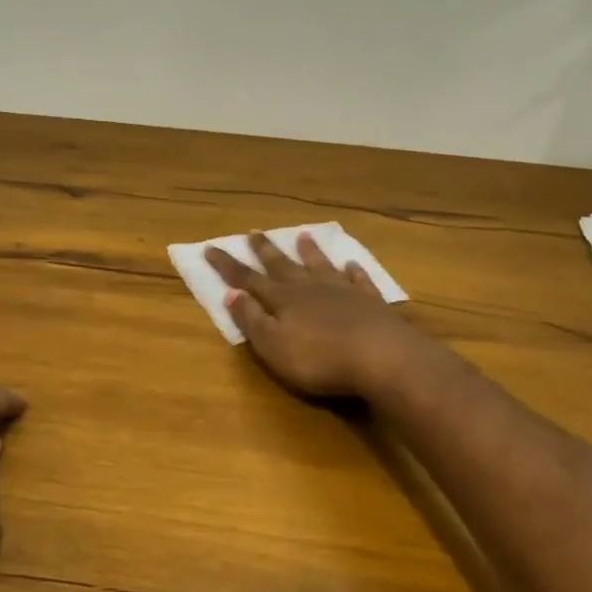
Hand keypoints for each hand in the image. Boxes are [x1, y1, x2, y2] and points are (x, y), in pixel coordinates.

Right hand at [207, 233, 425, 398]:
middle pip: (283, 266)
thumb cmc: (319, 359)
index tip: (210, 248)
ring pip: (320, 266)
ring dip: (309, 252)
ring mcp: (342, 292)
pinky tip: (352, 264)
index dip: (228, 266)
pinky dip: (353, 271)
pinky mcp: (371, 302)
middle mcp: (309, 288)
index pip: (248, 279)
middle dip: (265, 251)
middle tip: (254, 233)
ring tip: (302, 235)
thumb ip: (251, 320)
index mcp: (282, 300)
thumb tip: (230, 294)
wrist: (382, 357)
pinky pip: (358, 280)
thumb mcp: (273, 346)